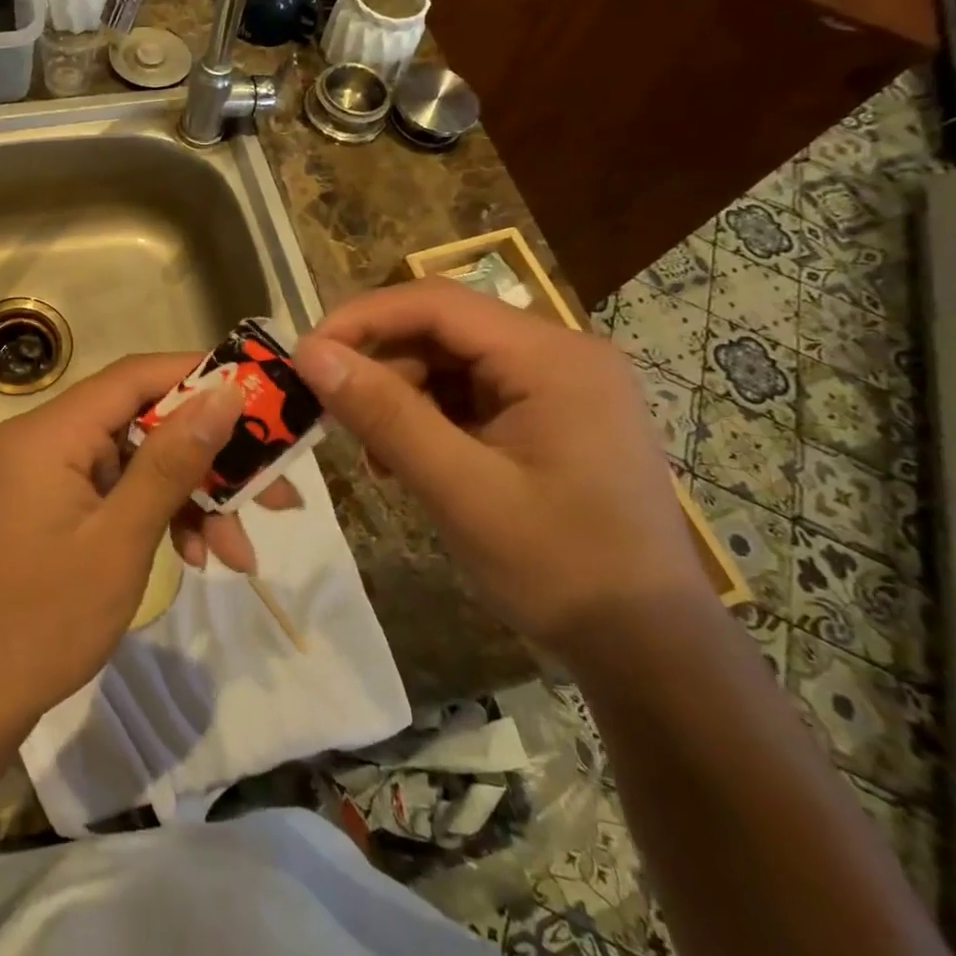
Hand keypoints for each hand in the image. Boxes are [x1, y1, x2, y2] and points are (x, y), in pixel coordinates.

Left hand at [0, 354, 245, 731]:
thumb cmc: (45, 619)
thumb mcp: (122, 539)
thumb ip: (172, 461)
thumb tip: (225, 394)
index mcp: (50, 433)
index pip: (134, 377)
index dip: (199, 377)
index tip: (261, 394)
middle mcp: (46, 440)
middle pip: (143, 422)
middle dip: (208, 458)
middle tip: (273, 490)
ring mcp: (49, 475)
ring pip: (138, 462)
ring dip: (191, 499)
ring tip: (241, 552)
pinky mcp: (55, 505)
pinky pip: (118, 492)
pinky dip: (158, 516)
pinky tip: (196, 557)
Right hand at [293, 279, 713, 666]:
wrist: (650, 652)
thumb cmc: (559, 567)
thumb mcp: (459, 489)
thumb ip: (384, 414)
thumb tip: (310, 352)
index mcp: (551, 356)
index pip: (436, 303)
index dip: (361, 319)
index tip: (305, 354)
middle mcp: (559, 354)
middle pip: (443, 331)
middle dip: (381, 367)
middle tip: (333, 416)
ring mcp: (559, 386)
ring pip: (452, 364)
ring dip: (402, 399)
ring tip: (377, 455)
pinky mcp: (552, 417)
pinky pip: (472, 396)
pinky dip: (431, 420)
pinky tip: (410, 462)